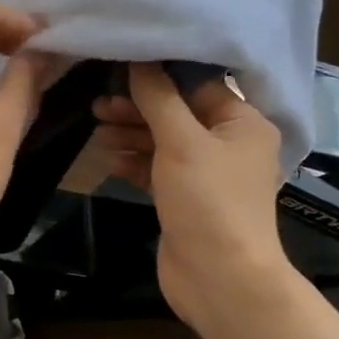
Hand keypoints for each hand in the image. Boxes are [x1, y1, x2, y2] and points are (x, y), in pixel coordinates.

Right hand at [92, 64, 295, 337]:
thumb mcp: (182, 142)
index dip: (159, 73)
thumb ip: (159, 98)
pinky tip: (109, 159)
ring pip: (163, 140)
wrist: (220, 279)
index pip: (198, 83)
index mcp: (242, 123)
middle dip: (138, 107)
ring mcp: (206, 173)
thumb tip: (140, 59)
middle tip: (99, 104)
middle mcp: (228, 143)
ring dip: (131, 133)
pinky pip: (157, 168)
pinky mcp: (185, 198)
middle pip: (177, 112)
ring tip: (96, 127)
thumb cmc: (208, 202)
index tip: (120, 64)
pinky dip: (135, 161)